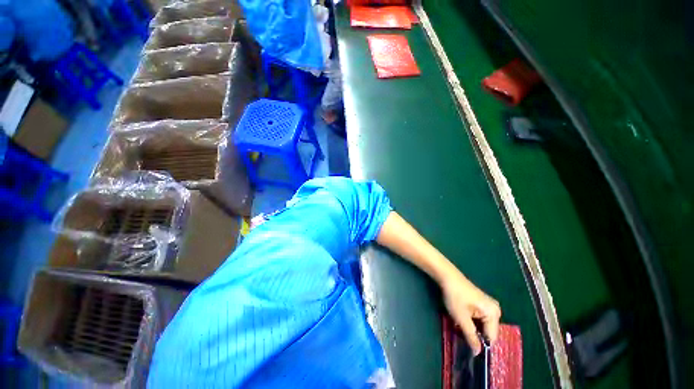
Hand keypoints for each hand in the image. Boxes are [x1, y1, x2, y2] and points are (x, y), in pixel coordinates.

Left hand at [441, 272, 500, 355]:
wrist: (447, 276)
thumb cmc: (455, 296)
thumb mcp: (462, 318)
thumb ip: (471, 337)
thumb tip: (477, 353)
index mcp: (494, 314)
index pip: (491, 338)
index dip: (480, 344)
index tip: (467, 345)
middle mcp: (495, 310)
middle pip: (487, 332)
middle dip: (475, 335)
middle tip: (461, 332)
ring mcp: (489, 306)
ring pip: (482, 325)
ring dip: (471, 328)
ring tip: (460, 324)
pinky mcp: (481, 303)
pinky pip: (479, 318)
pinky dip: (471, 321)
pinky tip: (461, 317)